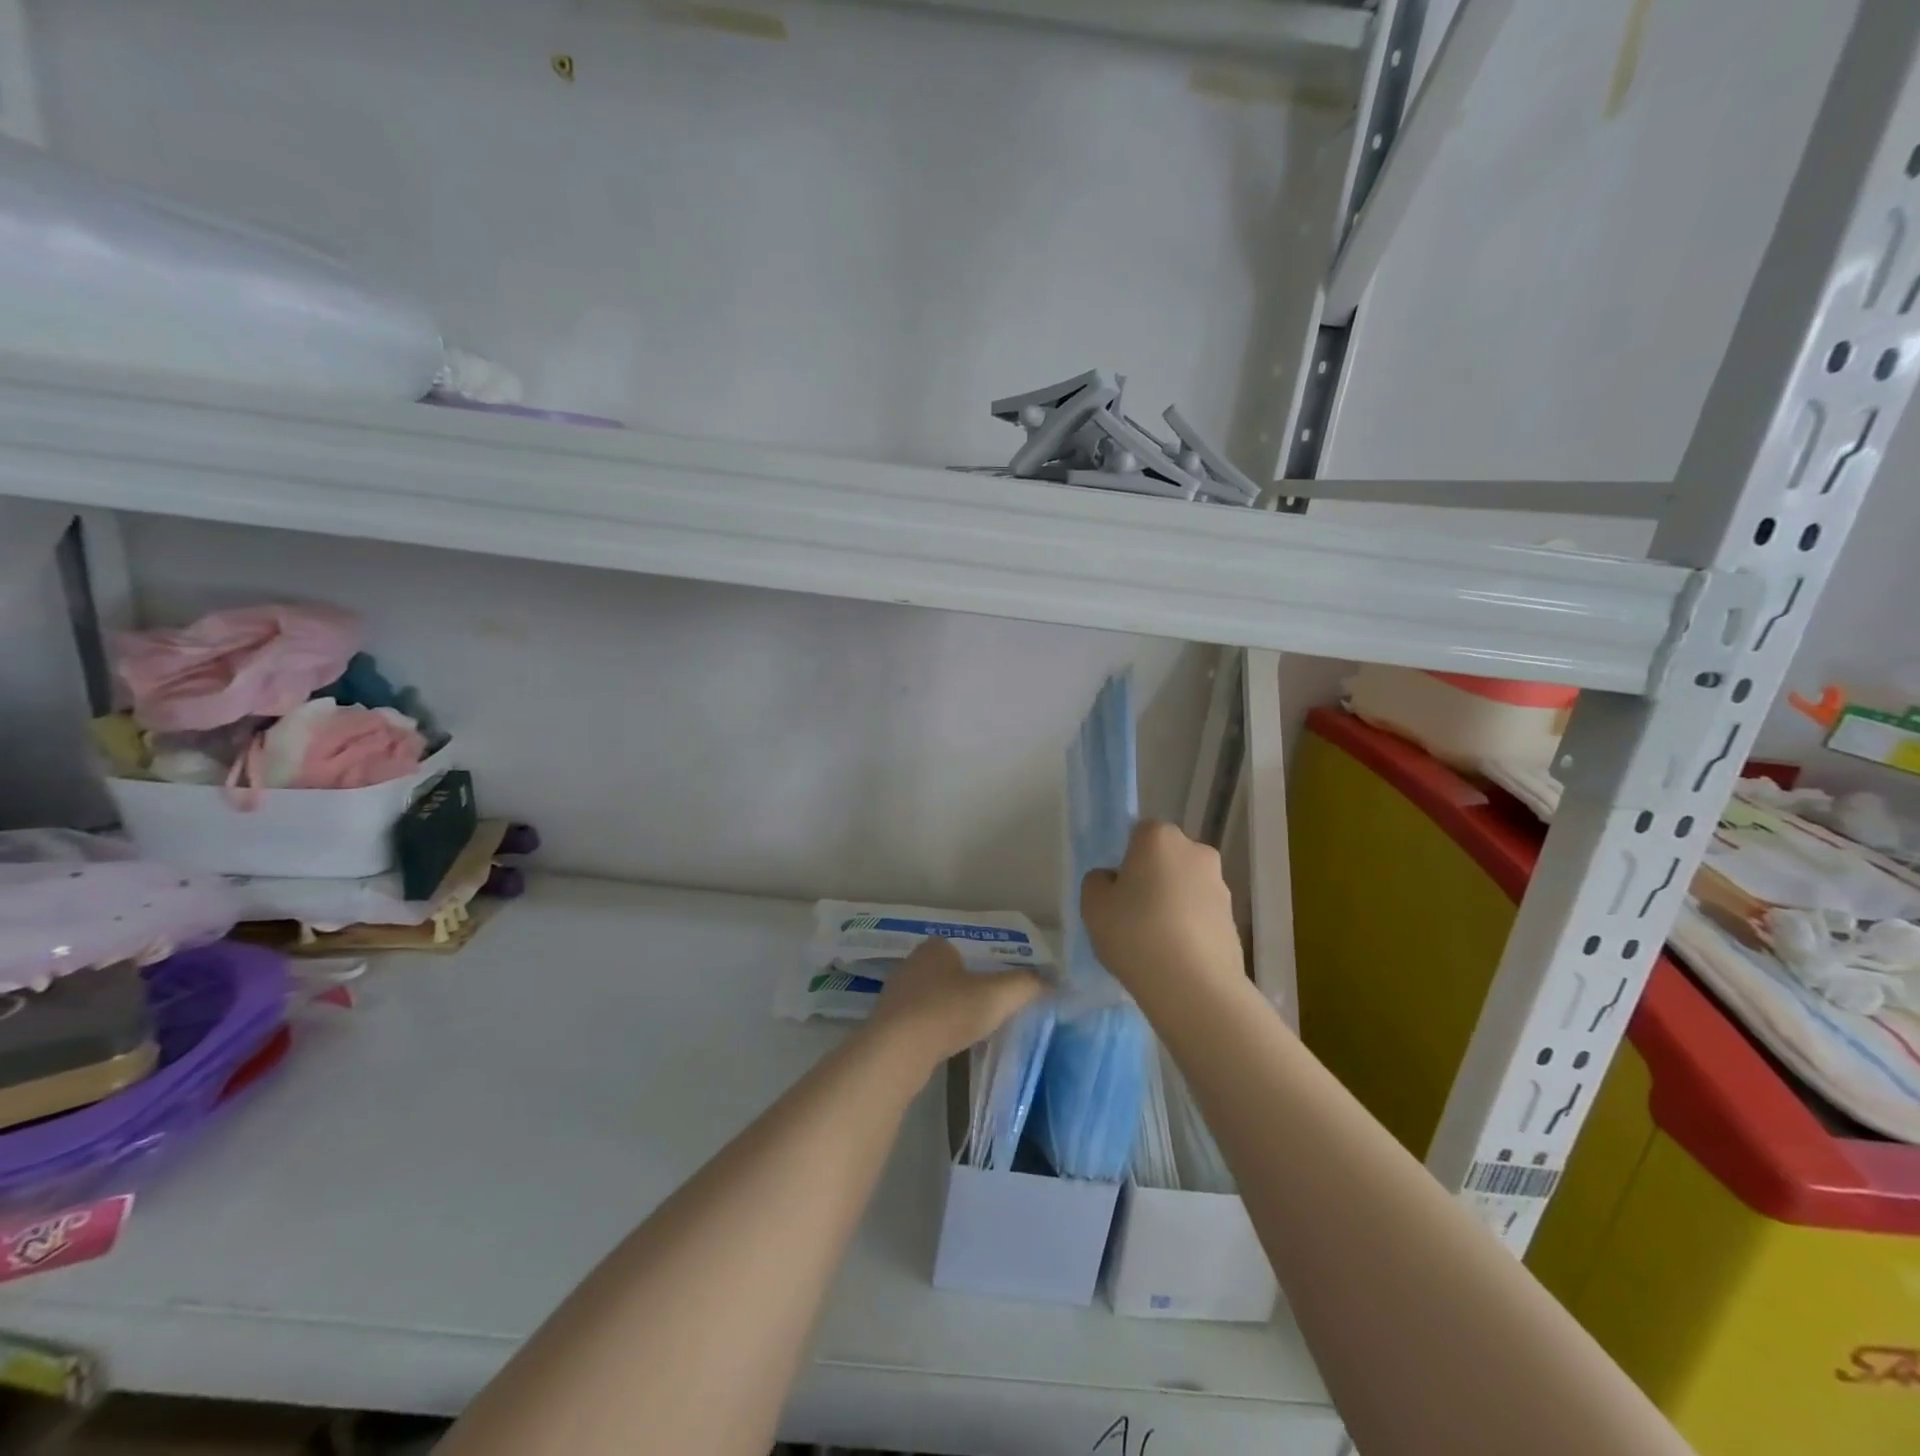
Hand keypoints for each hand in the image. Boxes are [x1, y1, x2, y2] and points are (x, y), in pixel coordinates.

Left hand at [866, 938, 1044, 1071]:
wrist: (897, 1050)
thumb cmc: (949, 1011)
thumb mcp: (998, 995)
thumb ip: (1026, 984)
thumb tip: (1051, 981)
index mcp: (936, 947)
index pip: (963, 949)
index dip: (982, 966)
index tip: (996, 987)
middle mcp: (912, 963)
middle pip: (946, 972)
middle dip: (964, 988)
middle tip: (987, 1009)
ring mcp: (895, 993)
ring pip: (930, 997)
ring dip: (946, 1010)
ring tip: (968, 1031)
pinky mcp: (886, 1022)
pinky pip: (916, 1020)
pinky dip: (931, 1029)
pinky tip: (943, 1045)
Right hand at [1080, 821, 1245, 1004]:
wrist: (1194, 986)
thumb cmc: (1135, 933)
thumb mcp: (1093, 904)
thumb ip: (1098, 882)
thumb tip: (1114, 880)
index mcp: (1159, 837)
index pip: (1139, 833)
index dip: (1126, 859)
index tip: (1117, 888)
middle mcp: (1196, 851)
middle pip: (1167, 858)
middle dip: (1153, 877)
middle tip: (1132, 913)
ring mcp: (1220, 885)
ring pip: (1186, 886)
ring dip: (1173, 903)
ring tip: (1154, 941)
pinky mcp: (1234, 919)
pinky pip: (1201, 914)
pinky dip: (1189, 927)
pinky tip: (1175, 956)